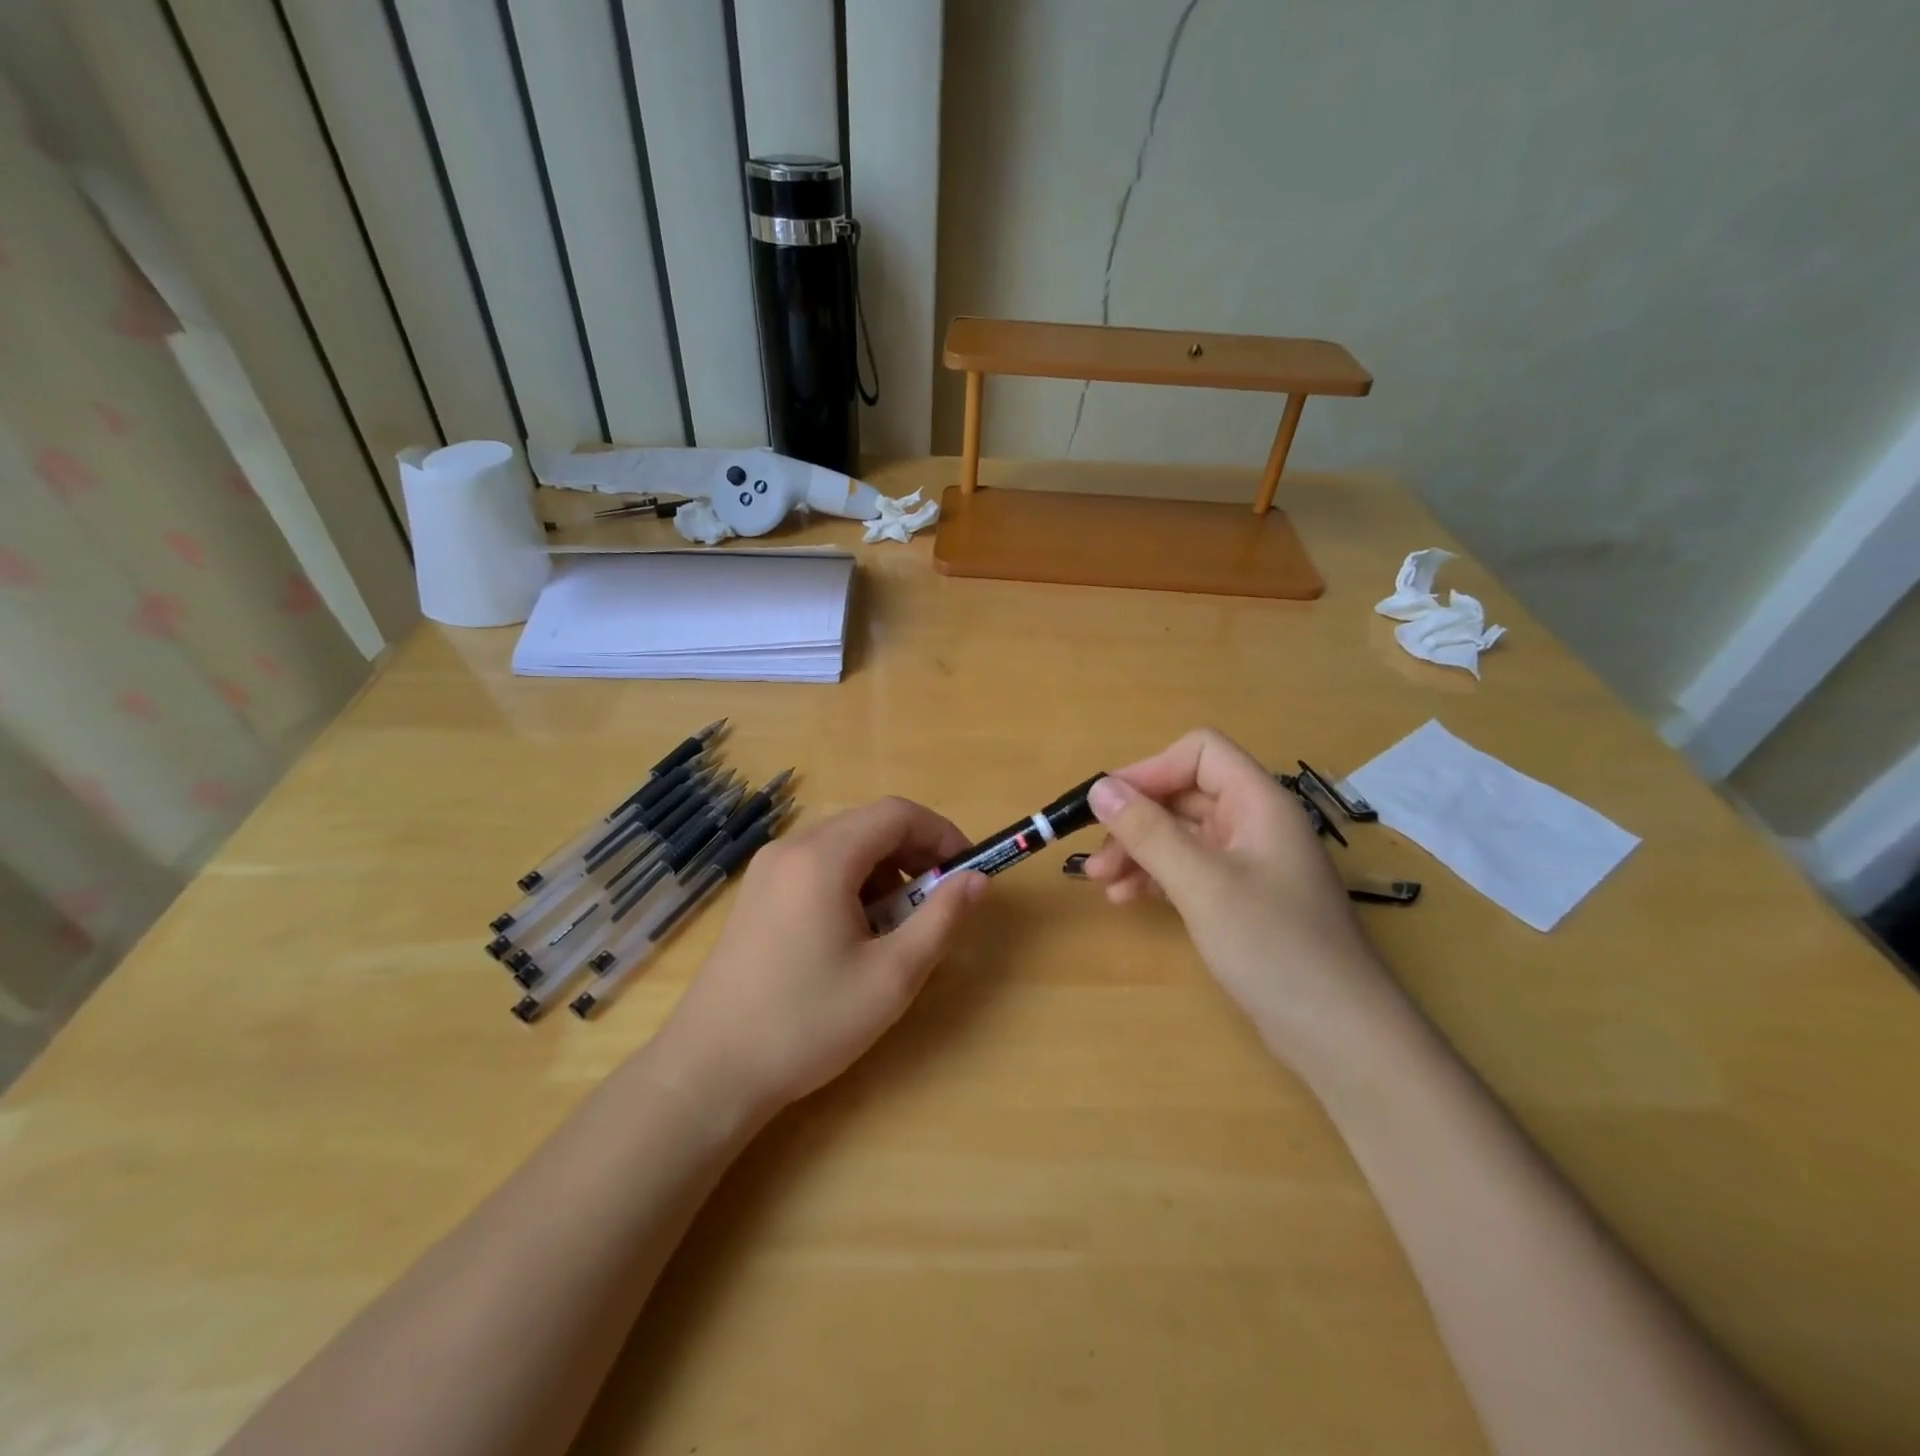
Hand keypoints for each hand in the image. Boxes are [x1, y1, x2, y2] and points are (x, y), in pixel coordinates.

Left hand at [656, 797, 987, 1117]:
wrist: (710, 1070)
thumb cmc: (808, 1022)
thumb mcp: (892, 976)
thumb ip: (941, 919)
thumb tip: (977, 879)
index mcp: (823, 858)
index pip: (897, 813)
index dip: (942, 833)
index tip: (967, 871)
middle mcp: (792, 848)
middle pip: (869, 824)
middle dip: (914, 853)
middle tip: (937, 902)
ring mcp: (767, 869)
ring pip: (844, 844)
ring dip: (884, 870)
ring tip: (896, 926)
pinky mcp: (757, 893)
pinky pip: (817, 865)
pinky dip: (851, 882)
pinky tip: (854, 933)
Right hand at [1079, 728, 1394, 1065]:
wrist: (1339, 1034)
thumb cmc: (1273, 945)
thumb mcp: (1202, 883)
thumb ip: (1148, 832)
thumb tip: (1099, 787)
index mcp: (1258, 802)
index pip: (1199, 753)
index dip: (1150, 770)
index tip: (1108, 806)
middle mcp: (1255, 823)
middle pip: (1183, 795)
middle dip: (1135, 821)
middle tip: (1095, 860)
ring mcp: (1250, 862)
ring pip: (1181, 834)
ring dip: (1139, 852)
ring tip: (1103, 886)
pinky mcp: (1242, 898)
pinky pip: (1189, 869)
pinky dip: (1156, 877)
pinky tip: (1129, 900)